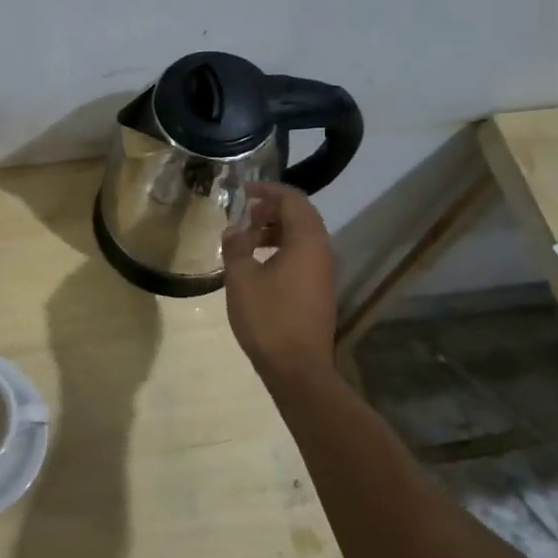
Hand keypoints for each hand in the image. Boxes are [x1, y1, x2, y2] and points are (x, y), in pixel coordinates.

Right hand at [221, 181, 338, 380]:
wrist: (298, 368)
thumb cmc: (268, 318)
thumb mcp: (242, 278)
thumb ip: (237, 247)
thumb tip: (234, 229)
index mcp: (306, 240)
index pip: (292, 199)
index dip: (268, 190)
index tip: (243, 190)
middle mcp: (322, 250)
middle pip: (301, 215)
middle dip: (271, 209)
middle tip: (243, 212)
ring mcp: (324, 271)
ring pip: (302, 236)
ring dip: (276, 229)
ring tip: (247, 238)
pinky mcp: (319, 289)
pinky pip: (303, 255)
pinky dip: (282, 248)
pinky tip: (259, 263)